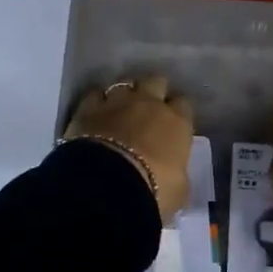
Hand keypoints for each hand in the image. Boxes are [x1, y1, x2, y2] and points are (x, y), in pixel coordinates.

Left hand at [65, 73, 193, 223]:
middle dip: (153, 91)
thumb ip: (178, 174)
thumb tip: (175, 175)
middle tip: (148, 109)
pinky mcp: (88, 108)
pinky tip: (96, 114)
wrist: (106, 188)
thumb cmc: (154, 191)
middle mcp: (150, 104)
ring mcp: (117, 102)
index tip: (174, 124)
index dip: (178, 112)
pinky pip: (95, 95)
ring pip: (124, 83)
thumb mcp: (179, 190)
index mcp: (177, 122)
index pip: (184, 104)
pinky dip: (97, 102)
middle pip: (156, 81)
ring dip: (124, 94)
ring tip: (120, 109)